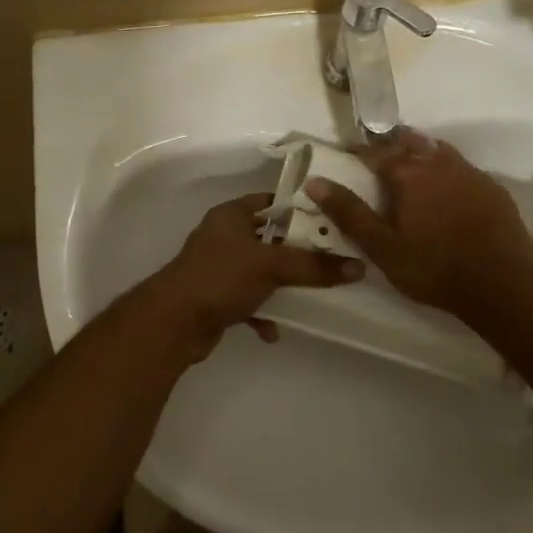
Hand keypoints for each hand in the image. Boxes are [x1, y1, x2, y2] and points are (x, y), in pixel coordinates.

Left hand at [132, 193, 361, 366]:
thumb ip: (313, 266)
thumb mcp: (271, 266)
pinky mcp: (215, 299)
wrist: (173, 323)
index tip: (330, 220)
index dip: (298, 209)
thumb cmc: (220, 278)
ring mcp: (218, 269)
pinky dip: (262, 313)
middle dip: (296, 253)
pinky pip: (247, 301)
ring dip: (280, 286)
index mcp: (231, 216)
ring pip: (259, 272)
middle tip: (331, 260)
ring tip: (310, 296)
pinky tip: (273, 331)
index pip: (270, 202)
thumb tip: (358, 267)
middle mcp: (223, 237)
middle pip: (269, 240)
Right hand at [305, 132, 532, 316]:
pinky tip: (449, 185)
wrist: (502, 283)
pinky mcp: (493, 189)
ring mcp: (470, 174)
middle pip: (411, 143)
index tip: (347, 151)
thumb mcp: (383, 247)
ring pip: (440, 150)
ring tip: (412, 159)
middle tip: (379, 151)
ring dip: (422, 150)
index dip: (360, 151)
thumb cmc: (434, 268)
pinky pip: (464, 167)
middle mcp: (439, 164)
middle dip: (392, 143)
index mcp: (409, 175)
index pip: (377, 153)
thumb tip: (315, 182)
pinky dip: (448, 168)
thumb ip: (350, 213)